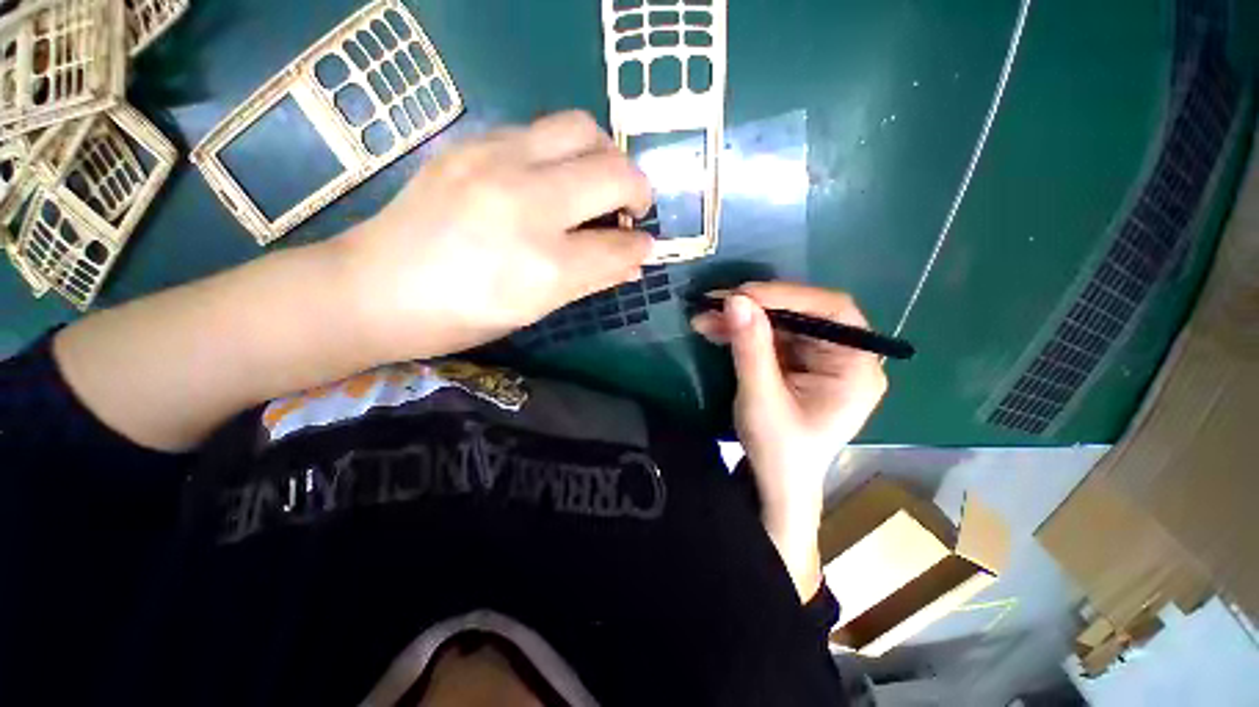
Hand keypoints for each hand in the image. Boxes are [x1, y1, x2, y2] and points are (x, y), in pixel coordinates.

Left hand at [340, 111, 653, 360]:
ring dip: (605, 156)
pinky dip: (563, 152)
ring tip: (597, 184)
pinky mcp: (472, 143)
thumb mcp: (536, 309)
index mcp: (545, 264)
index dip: (640, 246)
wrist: (375, 287)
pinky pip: (540, 130)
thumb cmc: (462, 316)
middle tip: (631, 208)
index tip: (644, 245)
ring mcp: (496, 161)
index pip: (619, 245)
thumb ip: (592, 280)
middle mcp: (528, 203)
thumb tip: (635, 261)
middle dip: (638, 189)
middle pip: (613, 171)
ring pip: (581, 129)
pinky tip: (551, 179)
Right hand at [691, 283, 887, 597]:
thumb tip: (735, 299)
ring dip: (743, 319)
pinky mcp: (797, 365)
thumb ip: (751, 348)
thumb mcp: (761, 399)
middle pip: (803, 315)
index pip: (832, 311)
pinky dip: (742, 333)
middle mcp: (844, 358)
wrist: (775, 485)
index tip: (744, 294)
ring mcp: (819, 361)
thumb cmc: (778, 451)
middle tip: (715, 303)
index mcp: (855, 368)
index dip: (788, 295)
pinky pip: (770, 338)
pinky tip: (716, 330)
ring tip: (706, 317)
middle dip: (756, 308)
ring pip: (781, 324)